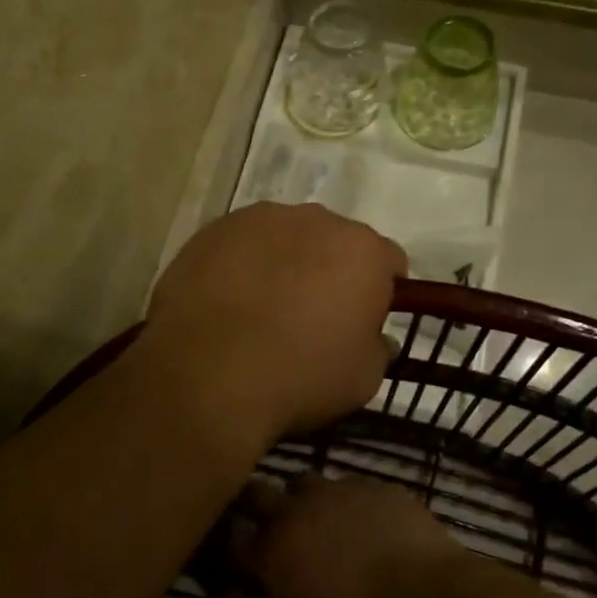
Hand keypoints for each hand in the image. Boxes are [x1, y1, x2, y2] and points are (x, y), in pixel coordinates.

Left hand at [143, 204, 405, 448]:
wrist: (208, 372)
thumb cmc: (300, 375)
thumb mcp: (363, 378)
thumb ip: (377, 348)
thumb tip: (374, 337)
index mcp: (363, 250)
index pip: (388, 262)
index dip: (380, 291)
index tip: (363, 321)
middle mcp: (316, 219)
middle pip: (334, 241)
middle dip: (330, 270)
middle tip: (311, 315)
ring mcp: (260, 219)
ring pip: (285, 237)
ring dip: (285, 262)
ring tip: (262, 308)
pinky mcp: (215, 229)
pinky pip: (241, 244)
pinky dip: (242, 265)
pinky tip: (227, 302)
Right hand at [233, 476, 469, 597]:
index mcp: (270, 553)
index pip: (230, 539)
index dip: (230, 547)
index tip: (238, 557)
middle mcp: (295, 511)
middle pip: (257, 493)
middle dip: (257, 508)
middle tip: (272, 529)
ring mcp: (337, 490)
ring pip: (305, 482)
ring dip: (304, 500)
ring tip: (322, 523)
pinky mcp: (376, 484)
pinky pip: (351, 485)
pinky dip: (349, 501)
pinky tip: (368, 523)